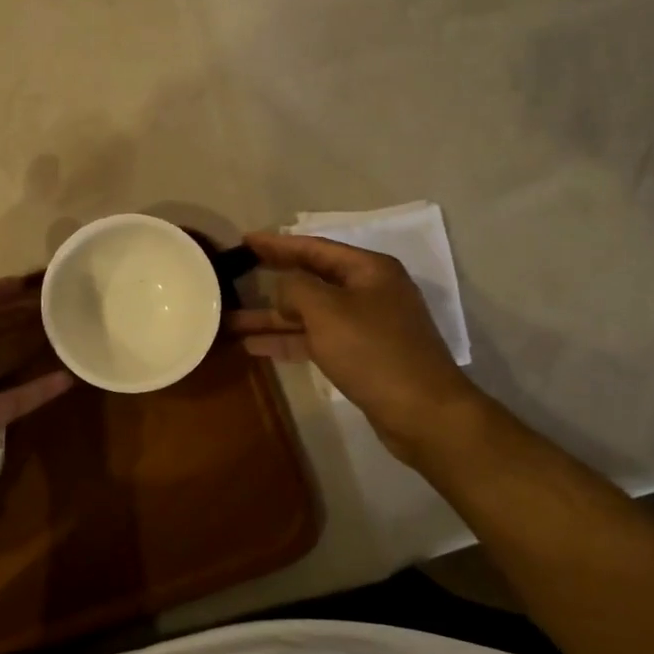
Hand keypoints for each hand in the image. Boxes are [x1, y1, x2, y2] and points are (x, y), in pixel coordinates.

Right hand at [227, 232, 487, 460]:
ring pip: (309, 314)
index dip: (277, 244)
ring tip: (230, 321)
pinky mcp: (361, 356)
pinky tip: (255, 347)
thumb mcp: (326, 310)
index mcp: (368, 270)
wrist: (423, 412)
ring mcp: (366, 326)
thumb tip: (284, 288)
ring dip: (272, 318)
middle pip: (311, 280)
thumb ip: (296, 288)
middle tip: (235, 276)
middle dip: (271, 282)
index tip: (246, 240)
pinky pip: (316, 339)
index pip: (314, 247)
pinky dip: (288, 341)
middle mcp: (369, 291)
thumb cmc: (373, 351)